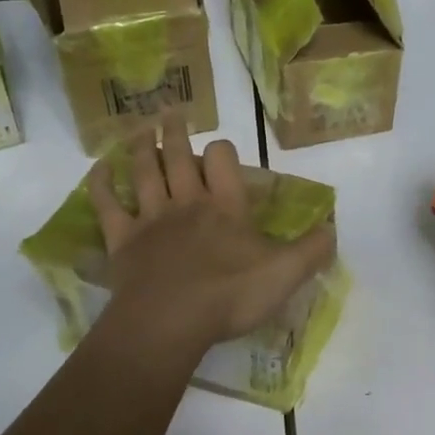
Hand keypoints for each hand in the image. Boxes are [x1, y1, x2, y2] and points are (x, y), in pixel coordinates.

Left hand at [87, 113, 336, 358]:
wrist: (168, 323)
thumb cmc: (229, 296)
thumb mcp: (284, 275)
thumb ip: (312, 250)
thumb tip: (333, 229)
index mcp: (226, 206)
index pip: (224, 159)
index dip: (223, 151)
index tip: (223, 153)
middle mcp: (187, 202)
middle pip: (180, 156)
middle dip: (178, 132)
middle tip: (171, 112)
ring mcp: (151, 219)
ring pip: (145, 171)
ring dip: (143, 146)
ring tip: (142, 128)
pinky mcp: (122, 240)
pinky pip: (107, 204)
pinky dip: (102, 183)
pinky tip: (101, 168)